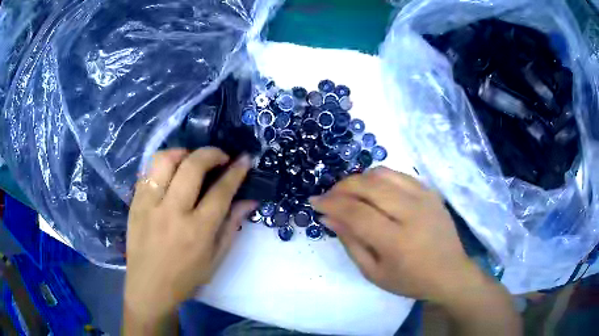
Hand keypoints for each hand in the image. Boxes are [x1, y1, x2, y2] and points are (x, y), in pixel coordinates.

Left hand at [125, 148, 255, 321]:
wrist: (149, 288)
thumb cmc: (186, 278)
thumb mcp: (216, 259)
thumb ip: (232, 226)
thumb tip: (249, 200)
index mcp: (197, 231)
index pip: (221, 191)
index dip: (236, 171)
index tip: (244, 159)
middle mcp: (172, 212)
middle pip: (192, 166)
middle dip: (211, 153)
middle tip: (219, 156)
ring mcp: (149, 205)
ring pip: (164, 160)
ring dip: (183, 153)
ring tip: (191, 159)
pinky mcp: (135, 203)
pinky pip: (148, 172)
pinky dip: (163, 165)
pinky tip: (170, 173)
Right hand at [311, 167, 521, 335]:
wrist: (450, 272)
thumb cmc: (410, 280)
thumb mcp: (374, 273)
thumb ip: (351, 243)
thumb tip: (329, 217)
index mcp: (397, 241)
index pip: (356, 213)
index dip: (331, 204)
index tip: (314, 203)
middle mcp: (412, 212)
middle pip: (369, 186)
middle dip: (341, 187)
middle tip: (329, 196)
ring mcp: (424, 197)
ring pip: (382, 173)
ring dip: (359, 179)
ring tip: (349, 192)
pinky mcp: (430, 191)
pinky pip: (398, 174)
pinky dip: (378, 178)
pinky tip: (372, 190)